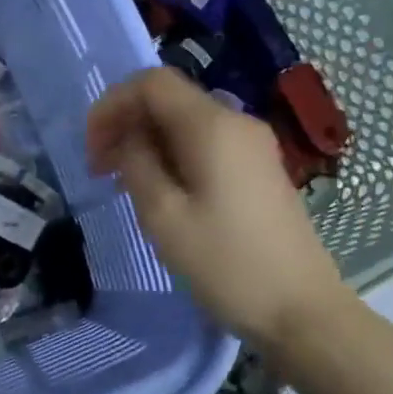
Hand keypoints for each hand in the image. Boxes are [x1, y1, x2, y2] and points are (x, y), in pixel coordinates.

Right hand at [87, 68, 347, 347]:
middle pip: (169, 99)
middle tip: (100, 169)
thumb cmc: (226, 265)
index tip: (91, 149)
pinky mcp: (259, 169)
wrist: (301, 310)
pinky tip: (160, 190)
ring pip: (186, 122)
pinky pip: (206, 144)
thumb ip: (136, 164)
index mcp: (213, 126)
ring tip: (123, 182)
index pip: (151, 83)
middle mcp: (237, 122)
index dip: (112, 105)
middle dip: (126, 123)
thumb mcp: (164, 216)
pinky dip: (173, 155)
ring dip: (147, 141)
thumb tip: (128, 138)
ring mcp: (253, 145)